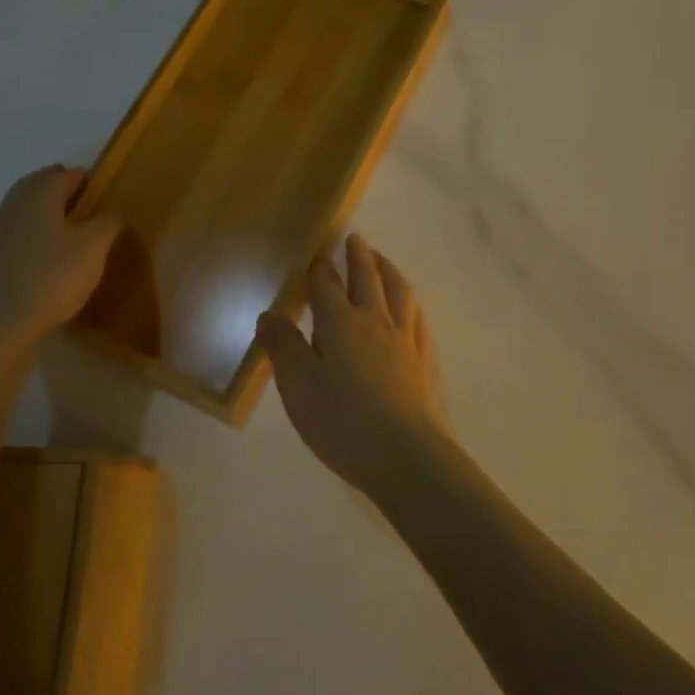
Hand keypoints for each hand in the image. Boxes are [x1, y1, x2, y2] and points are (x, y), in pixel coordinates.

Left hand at [0, 166, 120, 360]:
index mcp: (38, 196)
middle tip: (87, 206)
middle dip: (61, 190)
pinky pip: (15, 234)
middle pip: (38, 186)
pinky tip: (46, 255)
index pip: (65, 175)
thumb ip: (108, 221)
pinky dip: (32, 234)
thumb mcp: (94, 247)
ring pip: (24, 210)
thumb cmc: (52, 279)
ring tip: (70, 231)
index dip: (87, 179)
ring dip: (45, 212)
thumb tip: (112, 209)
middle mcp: (12, 207)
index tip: (105, 193)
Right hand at [257, 235, 450, 500]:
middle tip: (355, 239)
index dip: (320, 267)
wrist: (406, 455)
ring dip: (388, 269)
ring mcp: (405, 338)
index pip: (327, 284)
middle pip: (368, 277)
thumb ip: (283, 346)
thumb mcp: (298, 386)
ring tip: (382, 260)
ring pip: (398, 290)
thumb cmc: (343, 421)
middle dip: (359, 255)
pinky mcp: (424, 359)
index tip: (317, 254)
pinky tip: (409, 306)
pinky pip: (417, 316)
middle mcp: (375, 320)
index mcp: (340, 323)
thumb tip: (269, 314)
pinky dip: (409, 300)